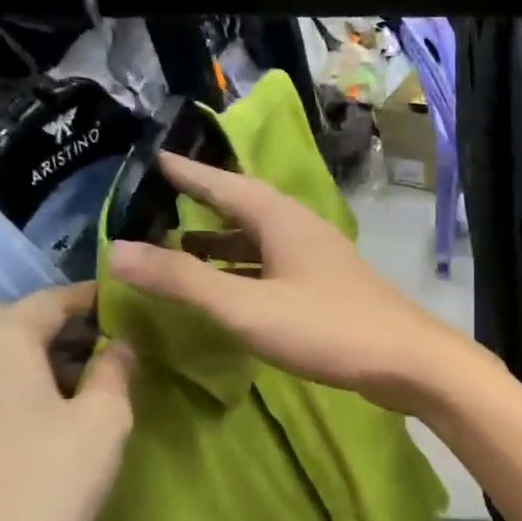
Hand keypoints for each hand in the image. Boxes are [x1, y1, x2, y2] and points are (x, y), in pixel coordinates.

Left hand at [0, 283, 134, 520]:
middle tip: (98, 354)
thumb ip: (116, 369)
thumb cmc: (48, 484)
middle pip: (8, 322)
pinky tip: (17, 426)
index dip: (94, 300)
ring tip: (61, 391)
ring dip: (20, 360)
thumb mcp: (106, 421)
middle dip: (55, 330)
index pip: (53, 300)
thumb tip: (118, 345)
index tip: (126, 308)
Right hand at [106, 154, 484, 415]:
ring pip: (260, 242)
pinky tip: (229, 291)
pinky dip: (245, 272)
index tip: (152, 159)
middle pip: (244, 210)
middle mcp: (302, 231)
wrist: (406, 361)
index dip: (187, 173)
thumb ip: (184, 281)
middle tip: (155, 209)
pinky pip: (274, 268)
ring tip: (179, 251)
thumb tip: (115, 249)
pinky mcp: (328, 290)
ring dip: (222, 245)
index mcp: (282, 220)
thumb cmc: (327, 329)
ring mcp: (319, 261)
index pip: (225, 184)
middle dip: (202, 208)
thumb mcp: (247, 306)